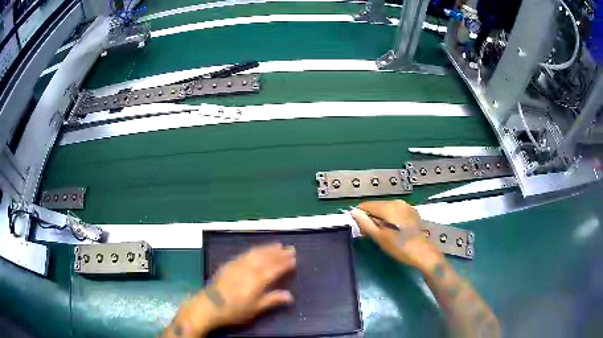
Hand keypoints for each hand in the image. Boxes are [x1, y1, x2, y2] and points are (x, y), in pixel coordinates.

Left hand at [166, 243, 296, 336]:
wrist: (208, 306)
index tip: (294, 258)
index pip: (274, 269)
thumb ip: (272, 300)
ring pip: (255, 253)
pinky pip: (244, 254)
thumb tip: (290, 296)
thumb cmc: (234, 311)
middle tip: (290, 248)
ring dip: (267, 248)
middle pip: (266, 258)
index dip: (284, 263)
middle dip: (279, 253)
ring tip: (277, 245)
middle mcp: (248, 269)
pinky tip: (256, 250)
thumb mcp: (255, 309)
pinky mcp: (228, 265)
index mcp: (256, 281)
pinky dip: (254, 250)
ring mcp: (237, 265)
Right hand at [351, 200, 442, 269]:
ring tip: (382, 236)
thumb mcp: (380, 238)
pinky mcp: (411, 213)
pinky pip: (394, 212)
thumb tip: (354, 212)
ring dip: (380, 220)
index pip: (366, 205)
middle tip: (372, 236)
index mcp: (389, 207)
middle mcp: (398, 202)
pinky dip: (389, 220)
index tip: (361, 231)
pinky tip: (393, 232)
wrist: (424, 254)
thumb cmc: (401, 248)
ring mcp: (406, 206)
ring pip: (385, 209)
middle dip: (371, 218)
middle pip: (376, 206)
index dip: (360, 216)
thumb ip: (366, 223)